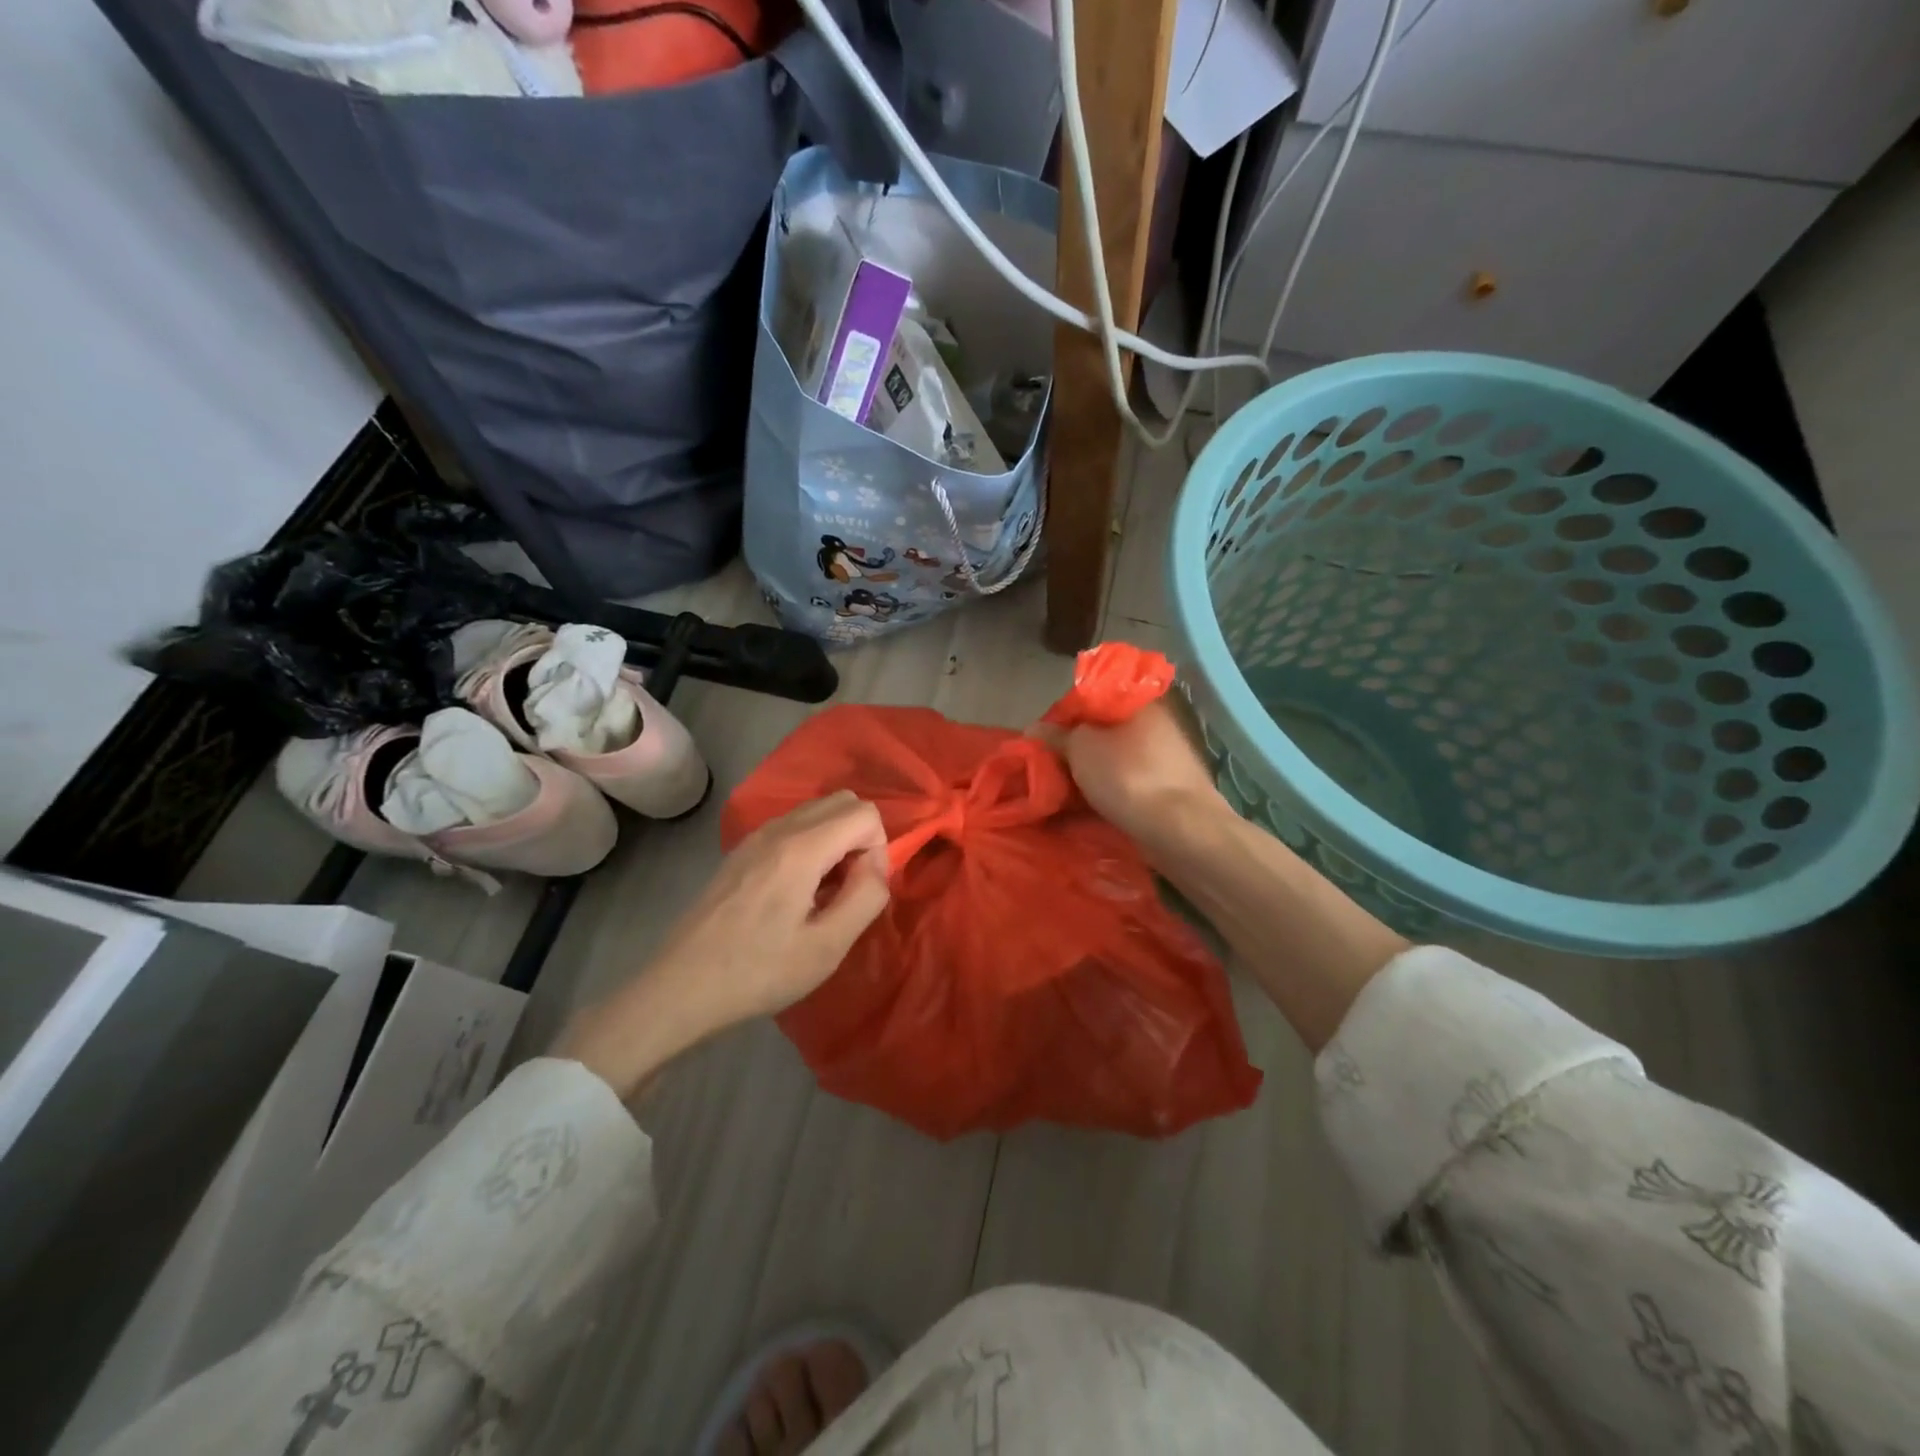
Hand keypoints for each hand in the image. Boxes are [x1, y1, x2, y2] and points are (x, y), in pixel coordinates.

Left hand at [559, 791, 889, 1099]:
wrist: (681, 987)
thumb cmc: (758, 972)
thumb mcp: (827, 947)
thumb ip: (865, 897)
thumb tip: (874, 867)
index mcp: (802, 848)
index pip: (865, 814)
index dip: (879, 850)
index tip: (861, 892)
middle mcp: (778, 829)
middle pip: (843, 801)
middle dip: (860, 838)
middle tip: (848, 889)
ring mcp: (755, 836)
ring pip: (817, 811)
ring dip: (836, 841)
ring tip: (823, 894)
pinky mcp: (741, 851)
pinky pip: (793, 827)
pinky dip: (811, 845)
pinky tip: (795, 894)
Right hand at [1038, 697, 1225, 848]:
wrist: (1180, 829)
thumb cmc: (1128, 775)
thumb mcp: (1080, 747)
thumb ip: (1055, 735)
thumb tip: (1033, 728)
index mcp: (1140, 702)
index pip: (1092, 700)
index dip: (1062, 718)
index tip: (1040, 740)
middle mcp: (1155, 726)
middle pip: (1102, 733)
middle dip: (1073, 751)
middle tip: (1045, 769)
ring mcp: (1163, 761)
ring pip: (1112, 763)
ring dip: (1086, 776)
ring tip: (1058, 794)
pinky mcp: (1164, 792)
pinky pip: (1124, 787)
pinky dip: (1103, 795)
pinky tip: (1081, 811)